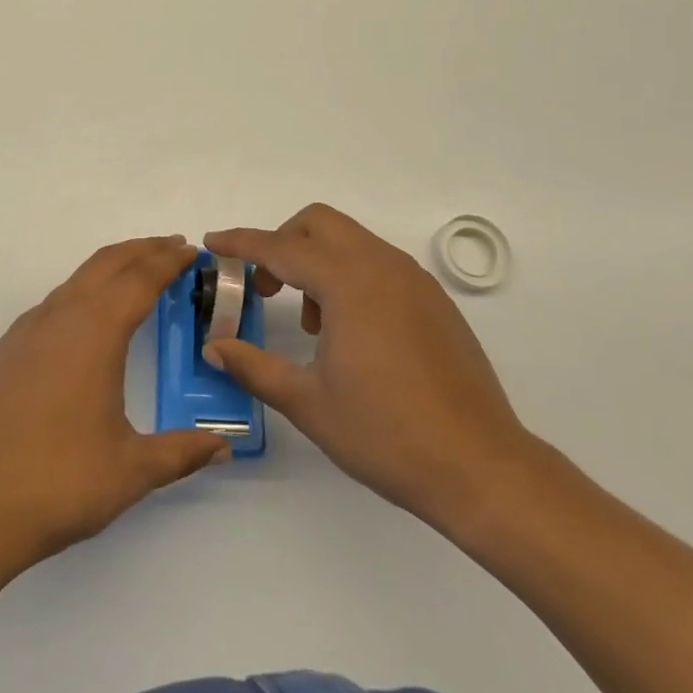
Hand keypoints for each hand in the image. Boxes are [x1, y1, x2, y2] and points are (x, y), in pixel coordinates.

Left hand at [0, 236, 230, 572]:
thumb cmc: (60, 483)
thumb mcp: (132, 470)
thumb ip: (182, 452)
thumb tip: (224, 446)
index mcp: (95, 333)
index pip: (140, 280)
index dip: (169, 261)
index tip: (192, 251)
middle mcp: (59, 317)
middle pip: (107, 264)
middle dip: (142, 250)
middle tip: (173, 248)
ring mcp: (26, 331)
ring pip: (76, 281)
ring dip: (110, 269)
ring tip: (136, 278)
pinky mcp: (4, 350)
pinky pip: (52, 306)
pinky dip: (81, 294)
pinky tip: (86, 323)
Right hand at [204, 204, 533, 540]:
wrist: (481, 468)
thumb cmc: (386, 434)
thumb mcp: (308, 403)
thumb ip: (254, 367)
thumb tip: (214, 348)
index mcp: (348, 283)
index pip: (280, 247)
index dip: (241, 243)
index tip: (212, 243)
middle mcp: (382, 266)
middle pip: (319, 224)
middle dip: (283, 242)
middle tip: (265, 287)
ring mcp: (414, 280)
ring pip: (351, 241)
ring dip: (317, 261)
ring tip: (311, 322)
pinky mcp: (434, 300)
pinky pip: (379, 264)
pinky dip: (350, 276)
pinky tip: (350, 333)